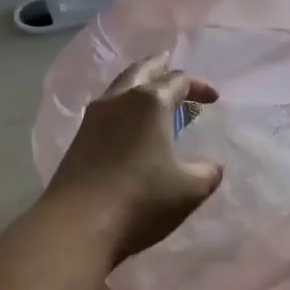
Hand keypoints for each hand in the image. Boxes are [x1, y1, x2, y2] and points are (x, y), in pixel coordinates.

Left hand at [43, 53, 222, 264]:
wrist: (76, 225)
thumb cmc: (141, 200)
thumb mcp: (189, 190)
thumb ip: (207, 173)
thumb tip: (212, 167)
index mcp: (150, 102)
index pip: (179, 81)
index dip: (199, 87)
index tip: (213, 100)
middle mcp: (119, 100)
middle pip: (141, 70)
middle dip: (160, 67)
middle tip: (170, 63)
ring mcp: (93, 118)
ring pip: (119, 88)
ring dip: (138, 86)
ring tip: (151, 95)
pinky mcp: (78, 139)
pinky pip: (106, 110)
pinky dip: (122, 107)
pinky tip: (128, 125)